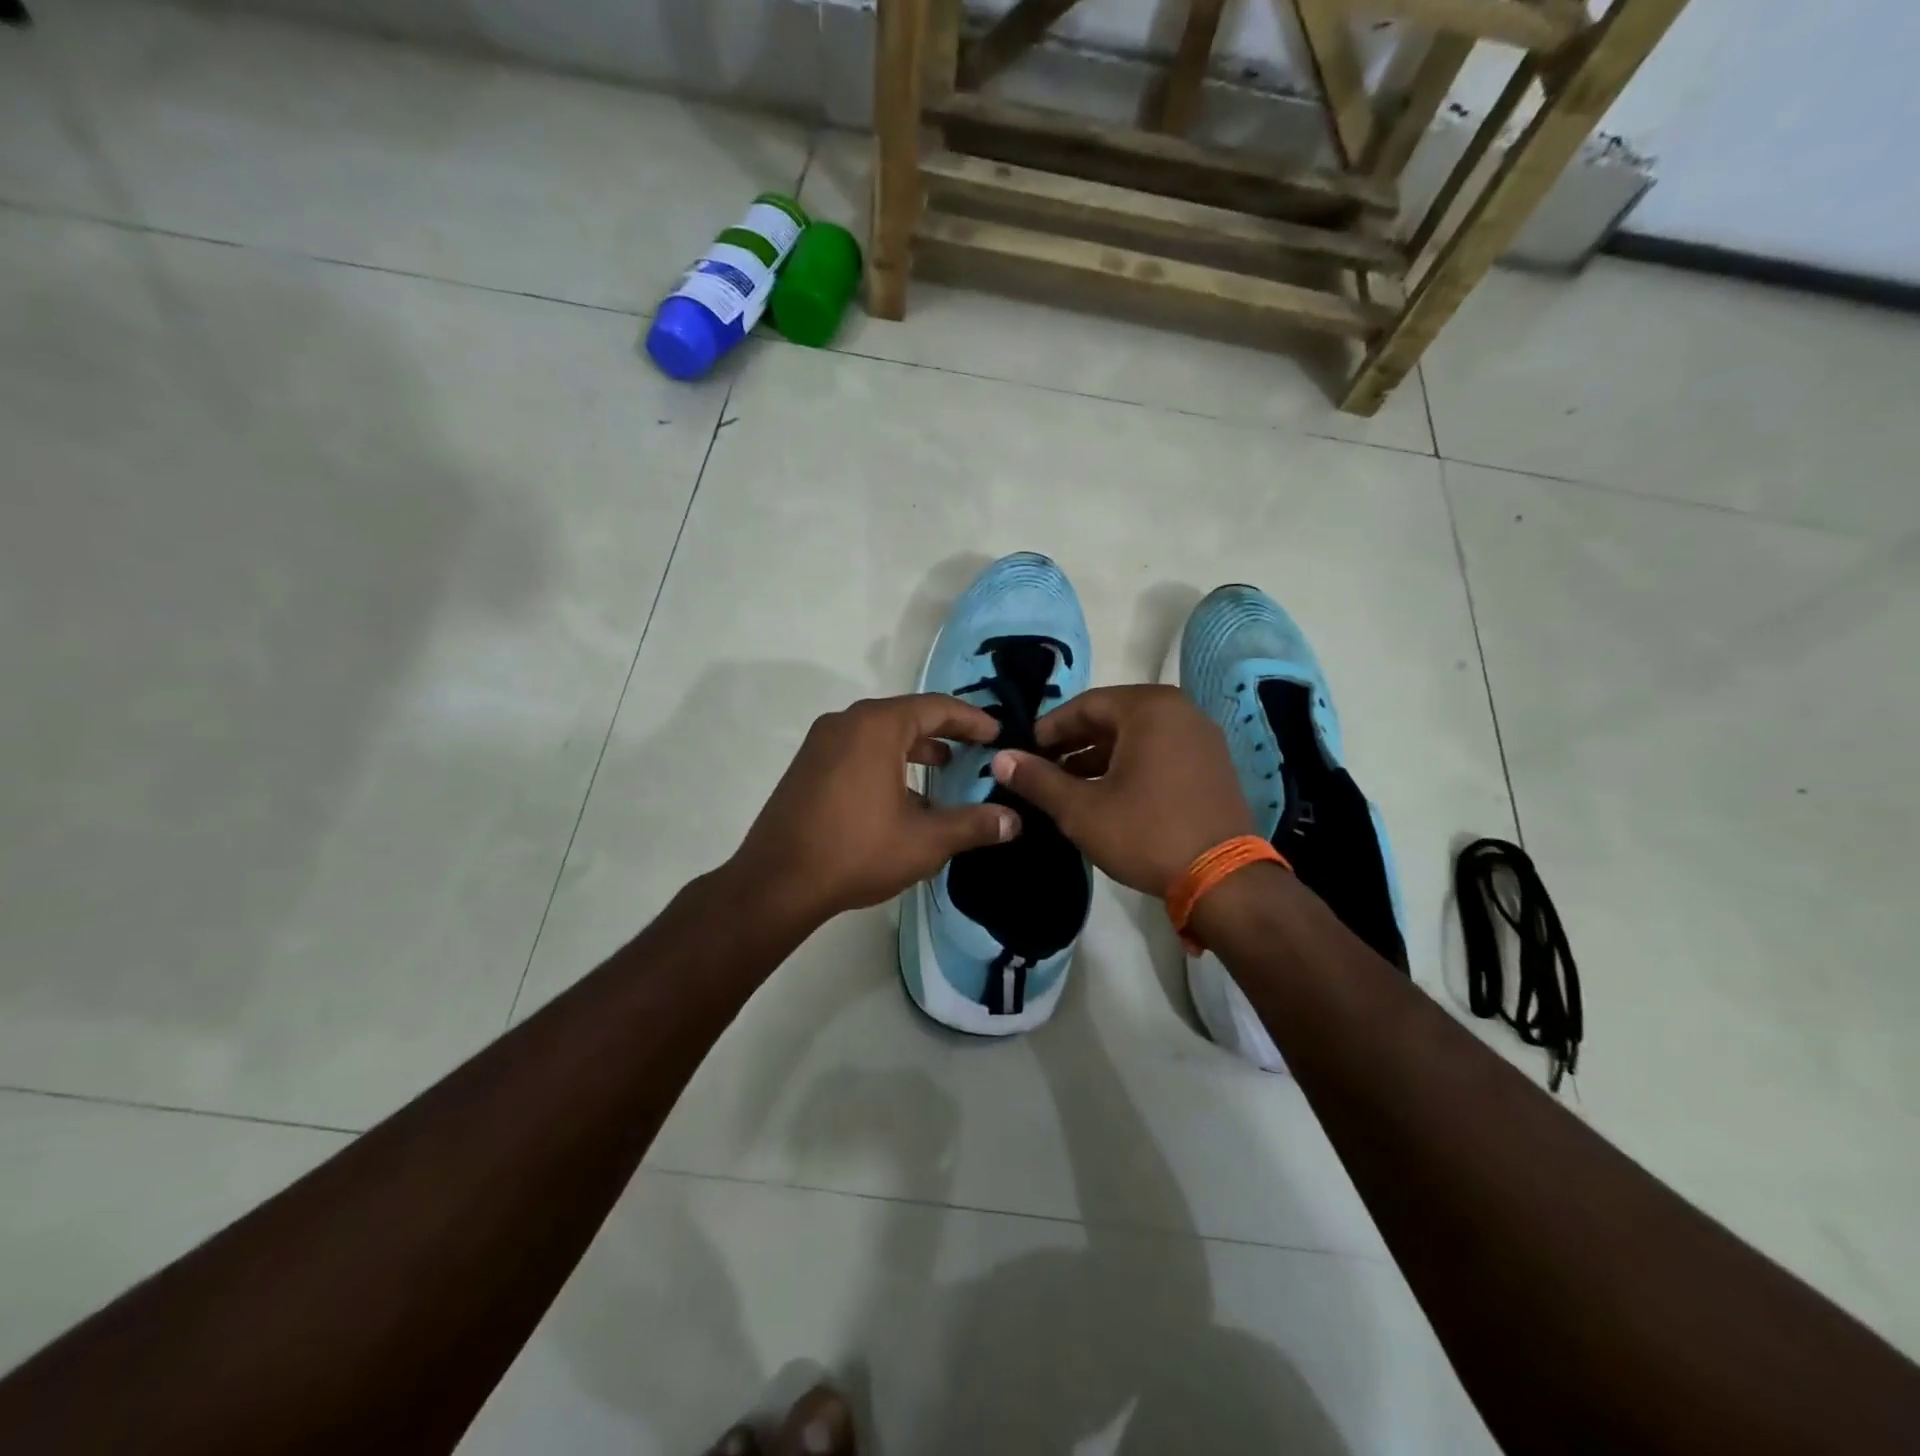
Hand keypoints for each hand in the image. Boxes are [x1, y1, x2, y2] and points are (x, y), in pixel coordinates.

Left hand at [732, 693, 1019, 924]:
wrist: (777, 882)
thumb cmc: (857, 851)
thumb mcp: (925, 841)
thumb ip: (973, 825)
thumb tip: (1014, 821)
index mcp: (877, 726)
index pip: (936, 707)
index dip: (972, 719)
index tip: (998, 733)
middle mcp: (846, 722)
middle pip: (907, 715)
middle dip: (945, 731)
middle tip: (977, 748)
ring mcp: (821, 743)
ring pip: (880, 733)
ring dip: (915, 747)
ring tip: (945, 767)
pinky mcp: (808, 766)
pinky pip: (858, 750)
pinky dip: (887, 760)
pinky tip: (903, 794)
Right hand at [992, 685, 1251, 896]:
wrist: (1224, 880)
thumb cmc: (1146, 834)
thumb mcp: (1082, 809)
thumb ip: (1038, 779)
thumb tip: (1000, 758)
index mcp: (1149, 708)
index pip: (1085, 705)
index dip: (1049, 729)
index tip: (1024, 752)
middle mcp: (1180, 711)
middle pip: (1112, 718)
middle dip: (1073, 743)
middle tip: (1042, 769)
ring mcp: (1201, 738)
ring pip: (1136, 737)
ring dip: (1099, 757)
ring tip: (1068, 786)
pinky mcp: (1212, 765)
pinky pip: (1160, 752)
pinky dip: (1129, 766)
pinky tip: (1108, 795)